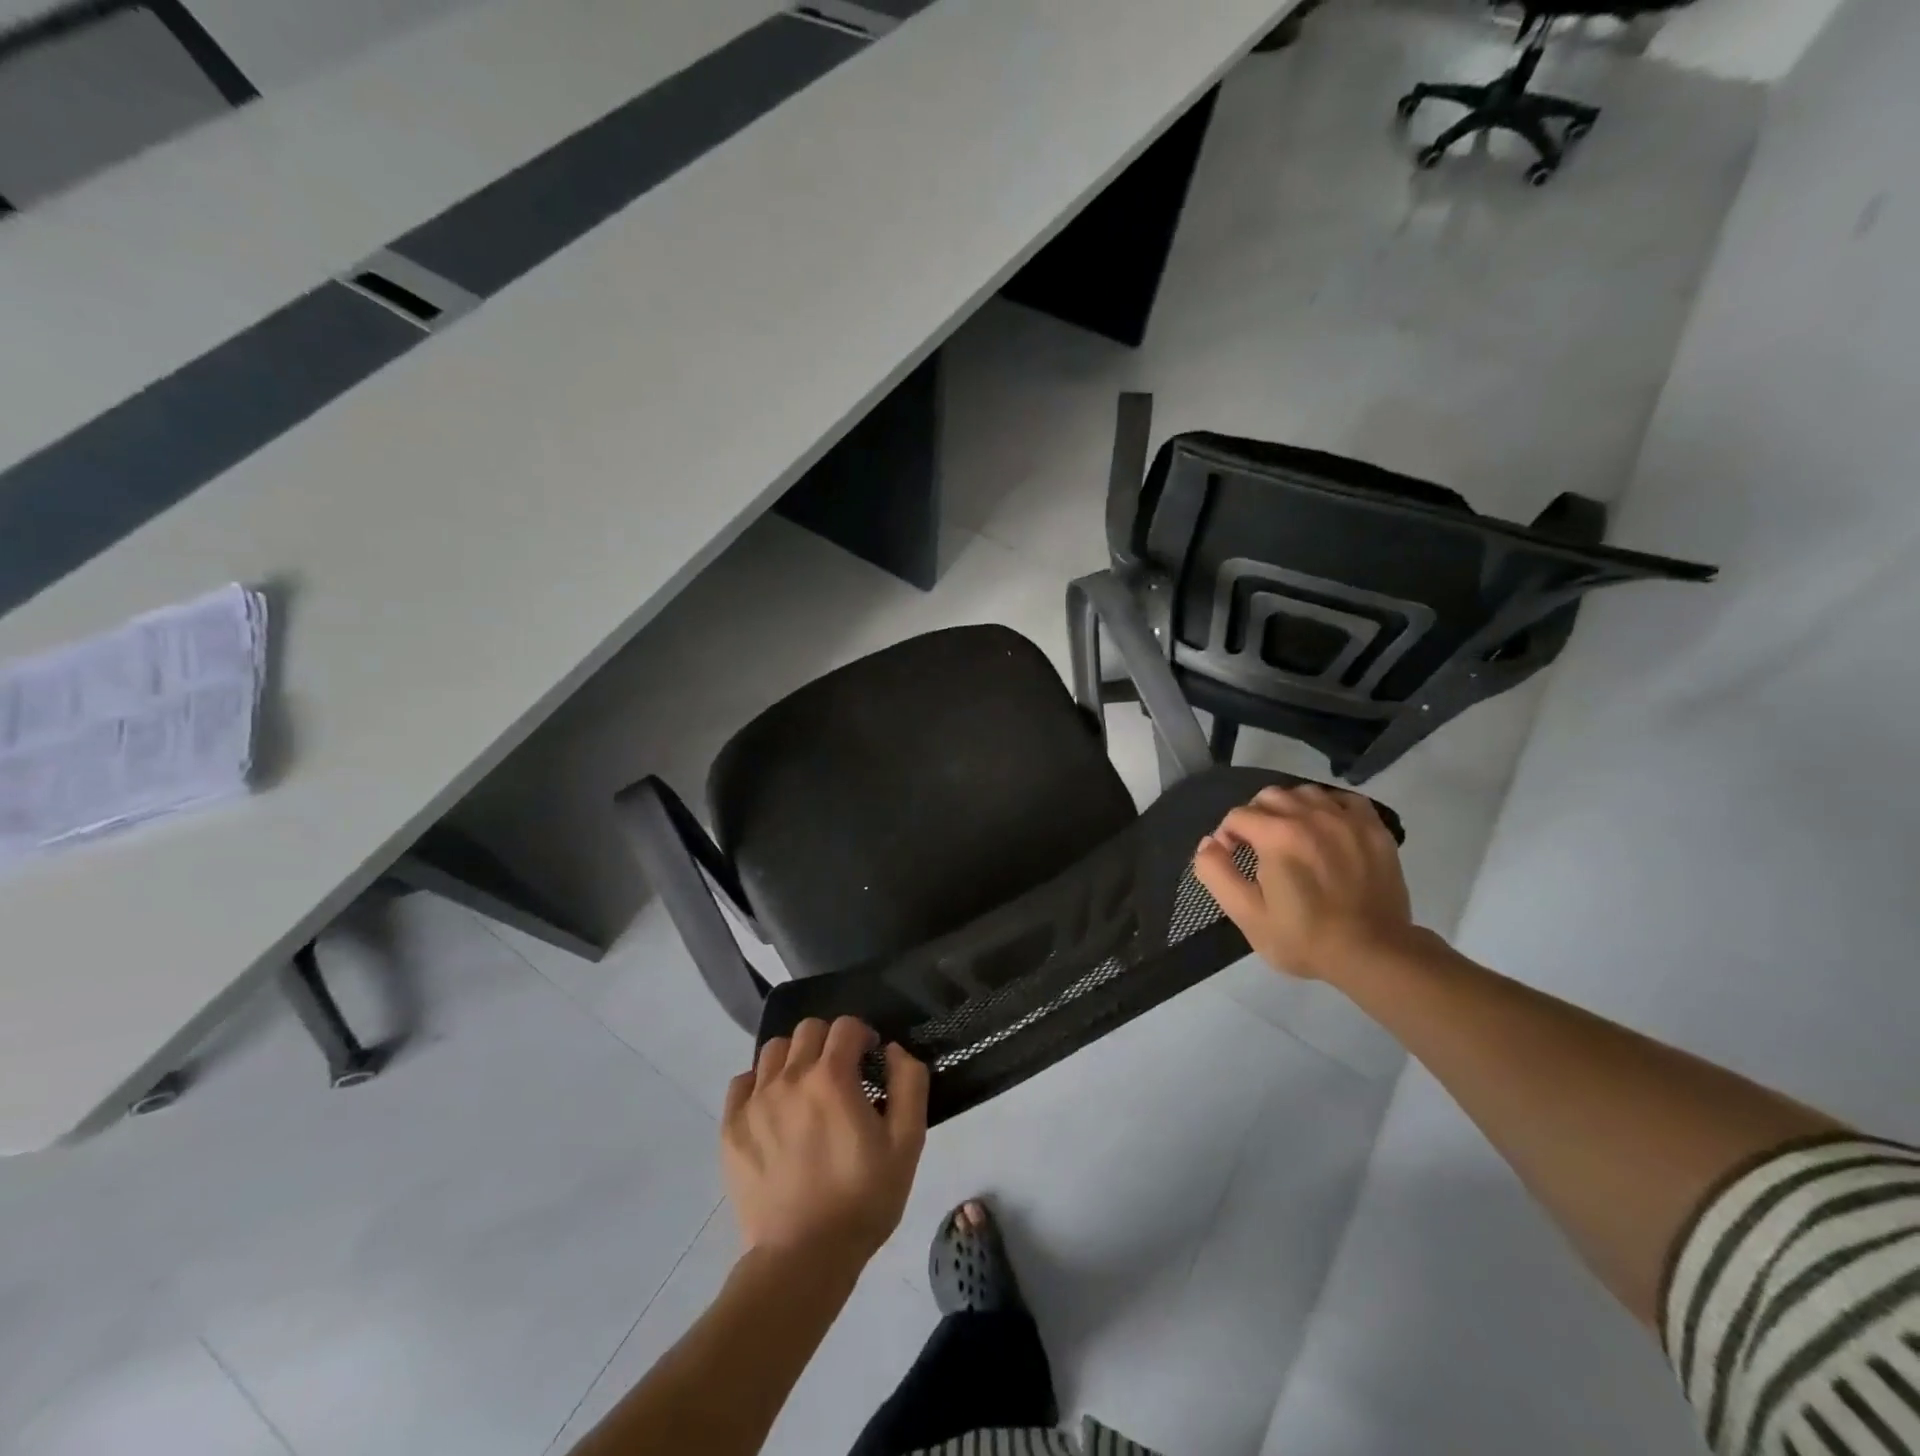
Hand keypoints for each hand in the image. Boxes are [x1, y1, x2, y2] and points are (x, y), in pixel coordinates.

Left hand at [722, 1017, 928, 1270]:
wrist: (804, 1259)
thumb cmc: (863, 1199)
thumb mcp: (907, 1143)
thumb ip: (909, 1084)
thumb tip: (893, 1050)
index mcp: (832, 1077)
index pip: (846, 1026)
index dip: (863, 1035)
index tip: (870, 1060)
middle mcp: (790, 1078)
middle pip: (808, 1030)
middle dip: (829, 1042)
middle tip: (840, 1074)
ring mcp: (755, 1102)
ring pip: (773, 1051)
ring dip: (795, 1058)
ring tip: (805, 1089)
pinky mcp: (731, 1128)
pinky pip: (742, 1082)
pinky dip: (760, 1084)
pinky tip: (775, 1108)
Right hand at [1193, 784, 1416, 982]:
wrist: (1374, 954)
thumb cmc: (1304, 937)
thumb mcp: (1246, 914)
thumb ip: (1216, 873)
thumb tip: (1208, 843)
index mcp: (1277, 835)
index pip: (1237, 815)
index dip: (1227, 837)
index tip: (1234, 861)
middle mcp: (1311, 816)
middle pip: (1269, 796)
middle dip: (1255, 818)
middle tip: (1260, 849)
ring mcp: (1347, 820)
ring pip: (1305, 793)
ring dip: (1290, 809)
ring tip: (1291, 837)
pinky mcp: (1374, 829)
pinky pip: (1345, 800)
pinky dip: (1329, 807)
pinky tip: (1326, 829)